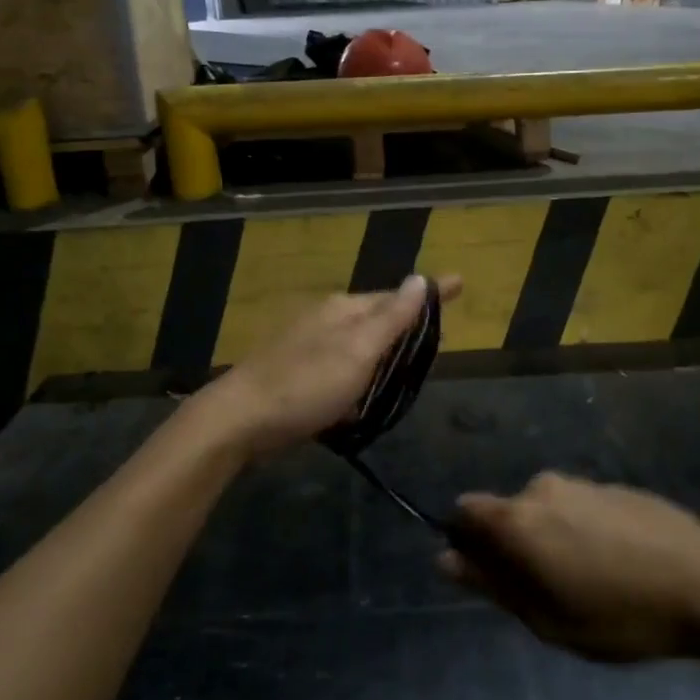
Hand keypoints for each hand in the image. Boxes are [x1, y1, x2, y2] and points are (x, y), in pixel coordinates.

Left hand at [188, 274, 462, 460]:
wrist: (239, 420)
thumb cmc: (306, 385)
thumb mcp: (357, 351)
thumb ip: (391, 317)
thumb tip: (420, 278)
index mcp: (344, 309)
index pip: (397, 296)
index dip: (429, 294)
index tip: (461, 283)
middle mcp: (327, 320)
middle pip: (378, 317)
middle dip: (408, 323)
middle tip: (441, 334)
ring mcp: (309, 346)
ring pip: (360, 344)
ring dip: (385, 351)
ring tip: (411, 363)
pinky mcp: (298, 374)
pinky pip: (342, 367)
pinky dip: (361, 374)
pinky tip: (365, 393)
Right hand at [438, 472, 699, 662]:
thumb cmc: (618, 613)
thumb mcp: (546, 618)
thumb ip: (491, 585)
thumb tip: (444, 560)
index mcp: (517, 519)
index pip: (465, 511)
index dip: (468, 543)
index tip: (493, 578)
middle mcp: (541, 488)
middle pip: (507, 513)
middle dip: (515, 547)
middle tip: (551, 594)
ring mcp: (581, 483)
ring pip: (546, 510)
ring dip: (552, 539)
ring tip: (593, 583)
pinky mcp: (614, 486)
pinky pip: (580, 507)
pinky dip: (584, 531)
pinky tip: (620, 564)